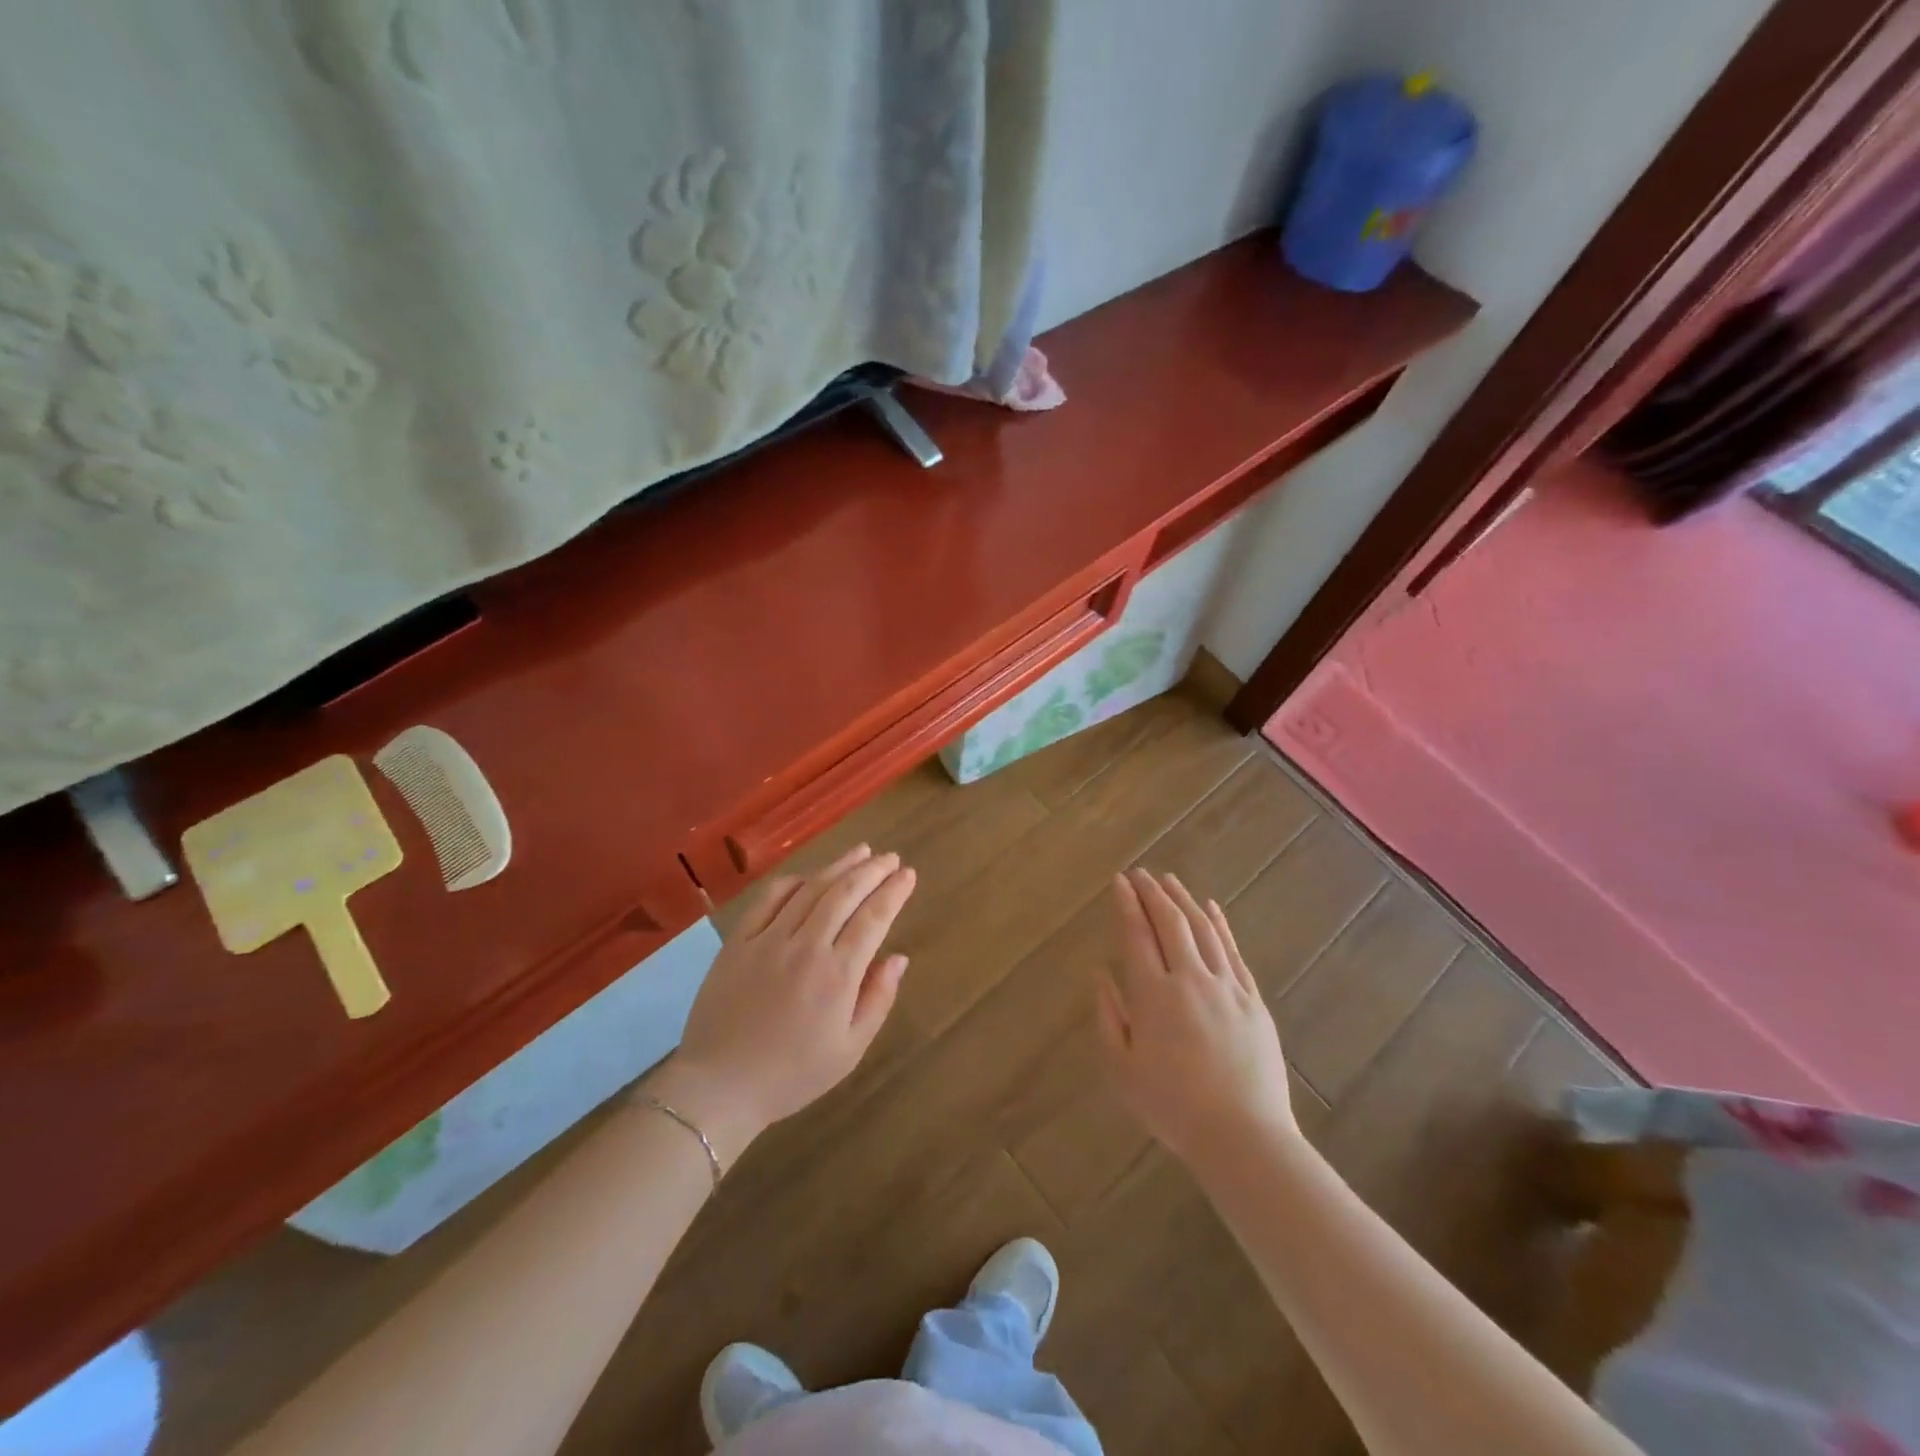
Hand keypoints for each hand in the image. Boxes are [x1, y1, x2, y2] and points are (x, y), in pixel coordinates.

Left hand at [654, 845, 916, 1162]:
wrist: (719, 1086)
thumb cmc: (792, 1074)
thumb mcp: (849, 1050)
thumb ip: (877, 999)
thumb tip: (898, 957)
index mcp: (837, 975)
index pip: (873, 918)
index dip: (894, 892)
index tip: (908, 874)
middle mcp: (805, 947)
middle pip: (844, 894)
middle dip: (872, 871)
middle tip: (891, 857)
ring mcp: (768, 939)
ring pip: (810, 889)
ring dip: (839, 866)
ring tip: (861, 852)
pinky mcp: (738, 941)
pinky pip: (769, 899)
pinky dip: (793, 882)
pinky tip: (808, 876)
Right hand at [1098, 869, 1297, 1172]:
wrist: (1242, 1136)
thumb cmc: (1172, 1107)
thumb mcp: (1122, 1070)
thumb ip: (1108, 1017)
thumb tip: (1100, 975)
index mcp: (1153, 996)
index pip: (1137, 935)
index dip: (1127, 904)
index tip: (1119, 882)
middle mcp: (1190, 980)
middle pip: (1170, 923)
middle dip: (1152, 894)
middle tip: (1140, 874)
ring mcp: (1226, 987)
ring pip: (1203, 930)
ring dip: (1184, 901)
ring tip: (1170, 881)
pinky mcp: (1252, 1000)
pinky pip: (1233, 951)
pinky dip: (1220, 925)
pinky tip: (1212, 909)